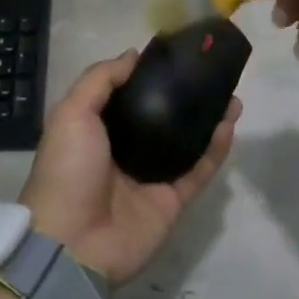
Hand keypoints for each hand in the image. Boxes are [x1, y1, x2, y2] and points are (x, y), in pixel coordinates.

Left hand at [18, 52, 240, 285]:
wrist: (73, 242)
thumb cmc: (68, 170)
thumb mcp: (71, 114)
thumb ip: (101, 80)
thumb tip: (133, 55)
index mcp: (97, 132)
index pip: (128, 97)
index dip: (149, 76)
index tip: (175, 55)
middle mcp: (126, 152)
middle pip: (164, 118)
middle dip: (186, 97)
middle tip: (210, 75)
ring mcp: (151, 178)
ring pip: (188, 143)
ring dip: (209, 119)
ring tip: (231, 94)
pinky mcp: (173, 201)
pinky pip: (199, 170)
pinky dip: (216, 148)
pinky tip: (229, 122)